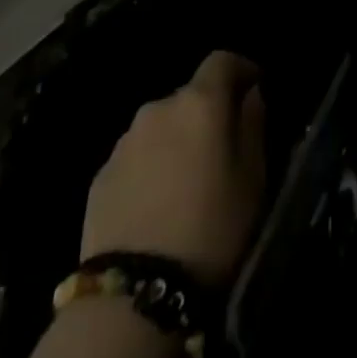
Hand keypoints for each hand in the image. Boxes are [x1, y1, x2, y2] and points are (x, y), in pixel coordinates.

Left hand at [81, 52, 268, 289]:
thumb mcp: (253, 178)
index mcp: (200, 102)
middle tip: (223, 151)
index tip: (255, 90)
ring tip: (189, 184)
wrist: (134, 297)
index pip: (222, 60)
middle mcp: (158, 108)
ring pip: (161, 127)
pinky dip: (152, 168)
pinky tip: (158, 206)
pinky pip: (137, 158)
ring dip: (178, 141)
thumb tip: (250, 95)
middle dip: (208, 113)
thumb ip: (253, 124)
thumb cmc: (212, 230)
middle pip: (191, 96)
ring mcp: (124, 142)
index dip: (242, 69)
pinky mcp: (101, 176)